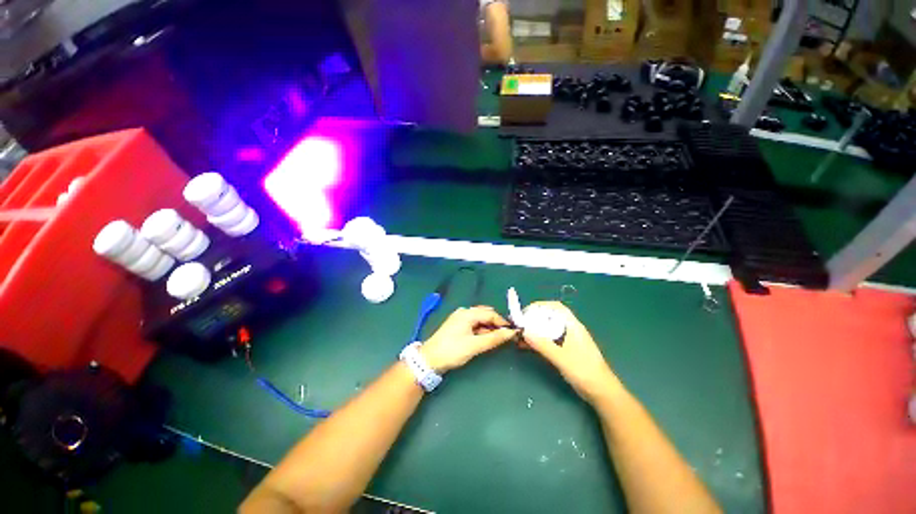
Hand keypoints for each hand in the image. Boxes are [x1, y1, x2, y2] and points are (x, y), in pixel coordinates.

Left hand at [420, 306, 517, 373]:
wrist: (430, 359)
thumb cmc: (453, 350)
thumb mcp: (475, 345)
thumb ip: (494, 338)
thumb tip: (511, 333)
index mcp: (468, 313)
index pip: (490, 314)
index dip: (502, 322)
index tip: (512, 332)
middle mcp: (464, 312)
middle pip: (485, 315)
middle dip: (496, 324)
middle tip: (505, 337)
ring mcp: (459, 319)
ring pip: (479, 320)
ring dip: (488, 328)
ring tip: (496, 340)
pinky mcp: (457, 326)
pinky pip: (473, 325)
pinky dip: (481, 331)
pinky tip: (484, 340)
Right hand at [520, 302, 619, 404]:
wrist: (601, 393)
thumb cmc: (585, 372)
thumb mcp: (562, 358)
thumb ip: (543, 345)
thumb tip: (524, 331)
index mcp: (572, 326)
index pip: (555, 307)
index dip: (540, 306)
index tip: (525, 312)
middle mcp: (569, 330)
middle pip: (548, 317)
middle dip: (532, 319)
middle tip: (519, 325)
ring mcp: (566, 340)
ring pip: (546, 329)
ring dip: (532, 331)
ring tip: (519, 337)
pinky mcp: (563, 350)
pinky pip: (546, 340)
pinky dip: (536, 341)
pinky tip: (525, 346)